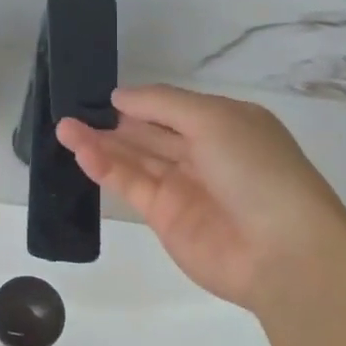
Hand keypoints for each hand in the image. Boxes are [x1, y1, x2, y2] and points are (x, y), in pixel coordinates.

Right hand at [57, 84, 345, 313]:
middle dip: (115, 122)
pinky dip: (107, 169)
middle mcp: (204, 154)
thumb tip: (120, 97)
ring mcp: (184, 188)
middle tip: (73, 109)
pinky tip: (81, 151)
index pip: (174, 108)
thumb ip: (163, 104)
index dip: (141, 101)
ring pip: (136, 159)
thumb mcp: (214, 119)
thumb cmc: (256, 169)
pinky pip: (132, 186)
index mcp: (225, 124)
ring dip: (101, 143)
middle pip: (150, 133)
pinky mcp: (165, 219)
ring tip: (63, 127)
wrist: (281, 250)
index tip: (104, 95)